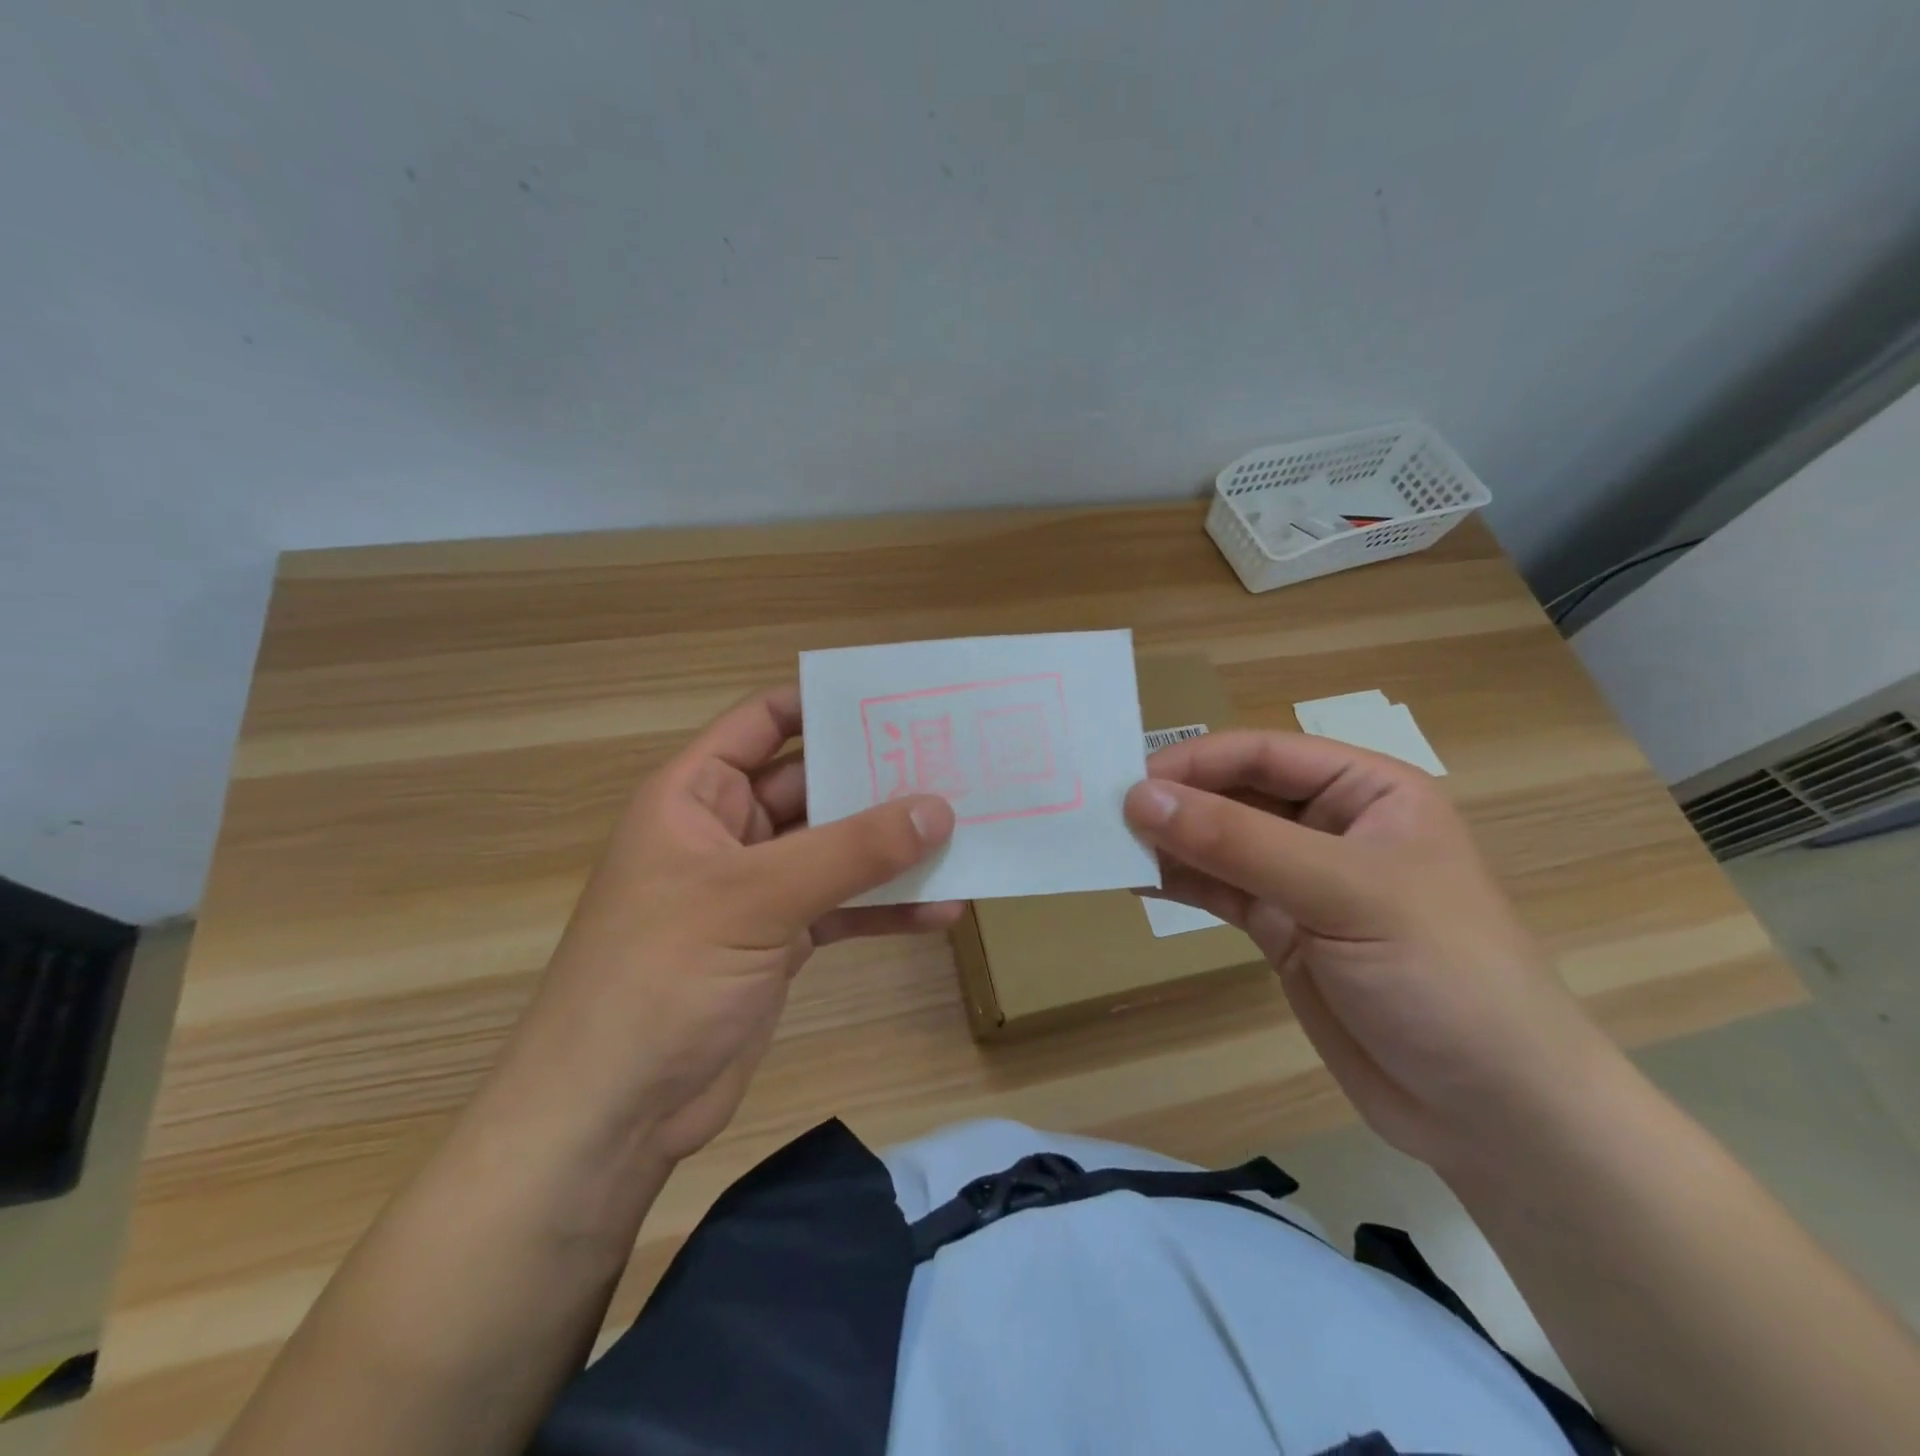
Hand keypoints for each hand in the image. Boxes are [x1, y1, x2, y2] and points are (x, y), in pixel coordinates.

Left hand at [498, 686, 958, 1164]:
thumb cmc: (662, 976)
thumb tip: (938, 808)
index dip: (820, 705)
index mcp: (696, 796)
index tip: (892, 701)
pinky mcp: (778, 942)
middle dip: (876, 781)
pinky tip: (942, 912)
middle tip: (952, 767)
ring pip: (834, 851)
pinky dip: (885, 910)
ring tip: (963, 834)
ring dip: (890, 849)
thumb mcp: (757, 898)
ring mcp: (755, 890)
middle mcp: (727, 833)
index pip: (761, 723)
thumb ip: (850, 852)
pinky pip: (841, 909)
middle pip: (811, 787)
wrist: (614, 1113)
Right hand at [1124, 730, 1622, 1173]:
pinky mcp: (1282, 931)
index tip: (1129, 784)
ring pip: (1220, 845)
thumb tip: (1139, 798)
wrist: (1492, 1113)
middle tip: (1104, 818)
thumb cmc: (1441, 975)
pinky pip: (1219, 892)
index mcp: (1366, 792)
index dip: (1195, 763)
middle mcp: (1331, 826)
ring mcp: (1303, 882)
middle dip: (1175, 804)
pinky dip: (1178, 884)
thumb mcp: (1342, 893)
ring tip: (1108, 851)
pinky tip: (1136, 884)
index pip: (1264, 754)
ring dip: (1168, 845)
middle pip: (1235, 795)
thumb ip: (1237, 842)